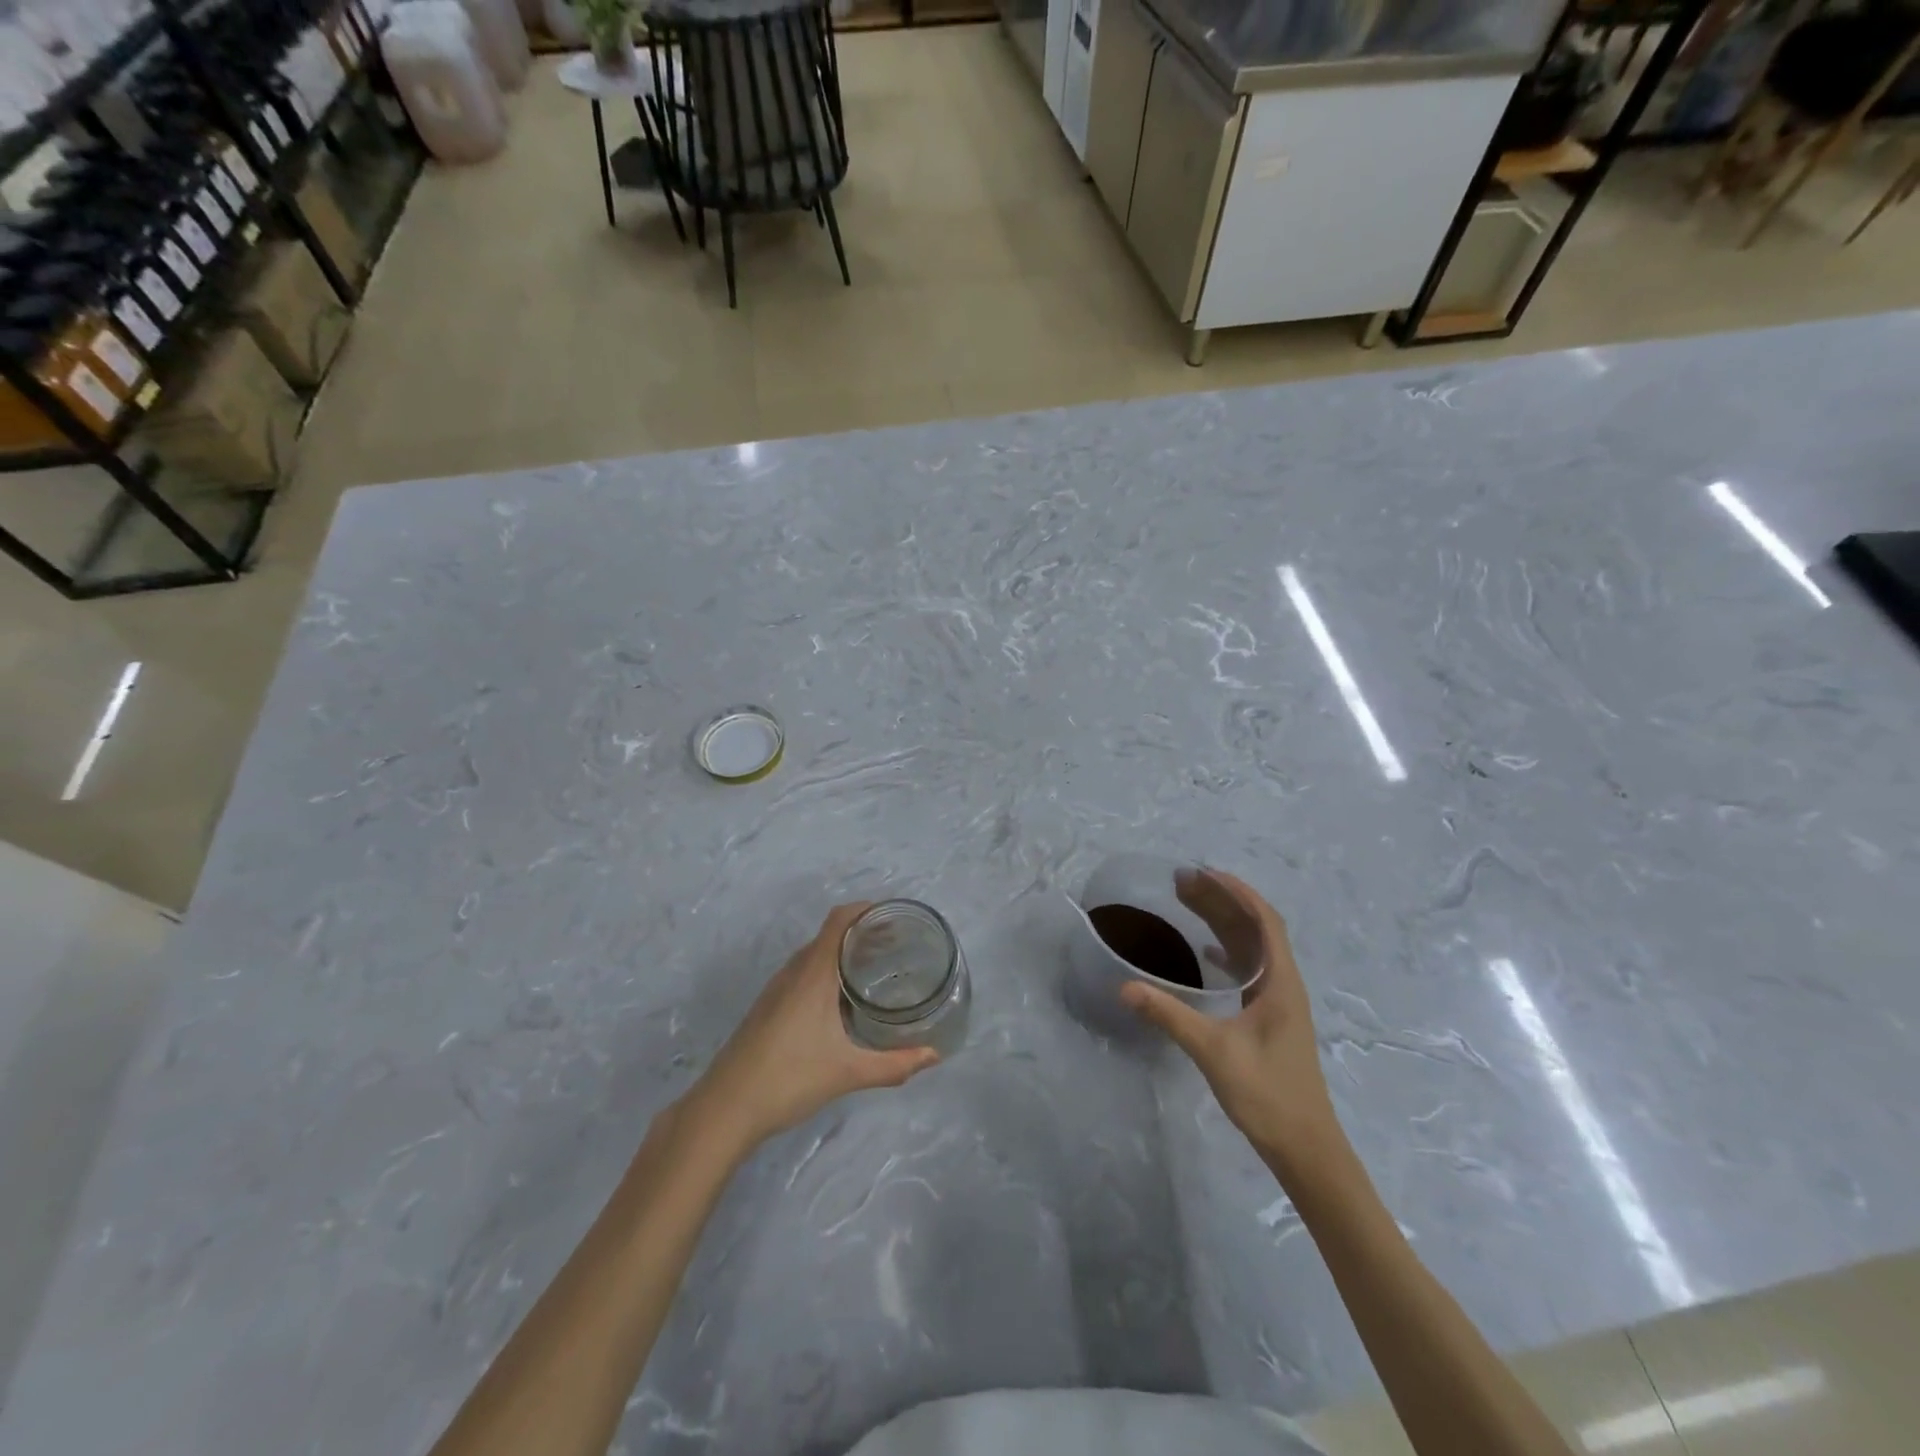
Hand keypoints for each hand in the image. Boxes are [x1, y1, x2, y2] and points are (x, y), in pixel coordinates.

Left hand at [686, 903, 939, 1154]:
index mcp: (812, 974)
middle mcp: (793, 973)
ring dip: (842, 953)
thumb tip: (934, 1055)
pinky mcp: (767, 1008)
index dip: (865, 910)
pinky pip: (802, 974)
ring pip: (813, 956)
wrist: (724, 1109)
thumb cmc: (789, 1079)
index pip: (838, 920)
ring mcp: (776, 990)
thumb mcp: (848, 1073)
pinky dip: (826, 972)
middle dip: (861, 933)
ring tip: (874, 969)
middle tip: (896, 945)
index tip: (894, 916)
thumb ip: (894, 1065)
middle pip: (829, 935)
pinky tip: (840, 1002)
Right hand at [1119, 870, 1345, 1174]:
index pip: (1264, 920)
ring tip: (1187, 904)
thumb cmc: (1267, 1094)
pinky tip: (1205, 952)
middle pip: (1254, 928)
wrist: (1305, 1146)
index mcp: (1280, 982)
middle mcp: (1283, 984)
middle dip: (1221, 901)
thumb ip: (1169, 1016)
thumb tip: (1124, 987)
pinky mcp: (1269, 1018)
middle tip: (1182, 882)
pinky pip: (1248, 969)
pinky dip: (1226, 951)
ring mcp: (1278, 1001)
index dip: (1237, 891)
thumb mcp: (1213, 1051)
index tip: (1205, 872)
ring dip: (1222, 922)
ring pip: (1251, 948)